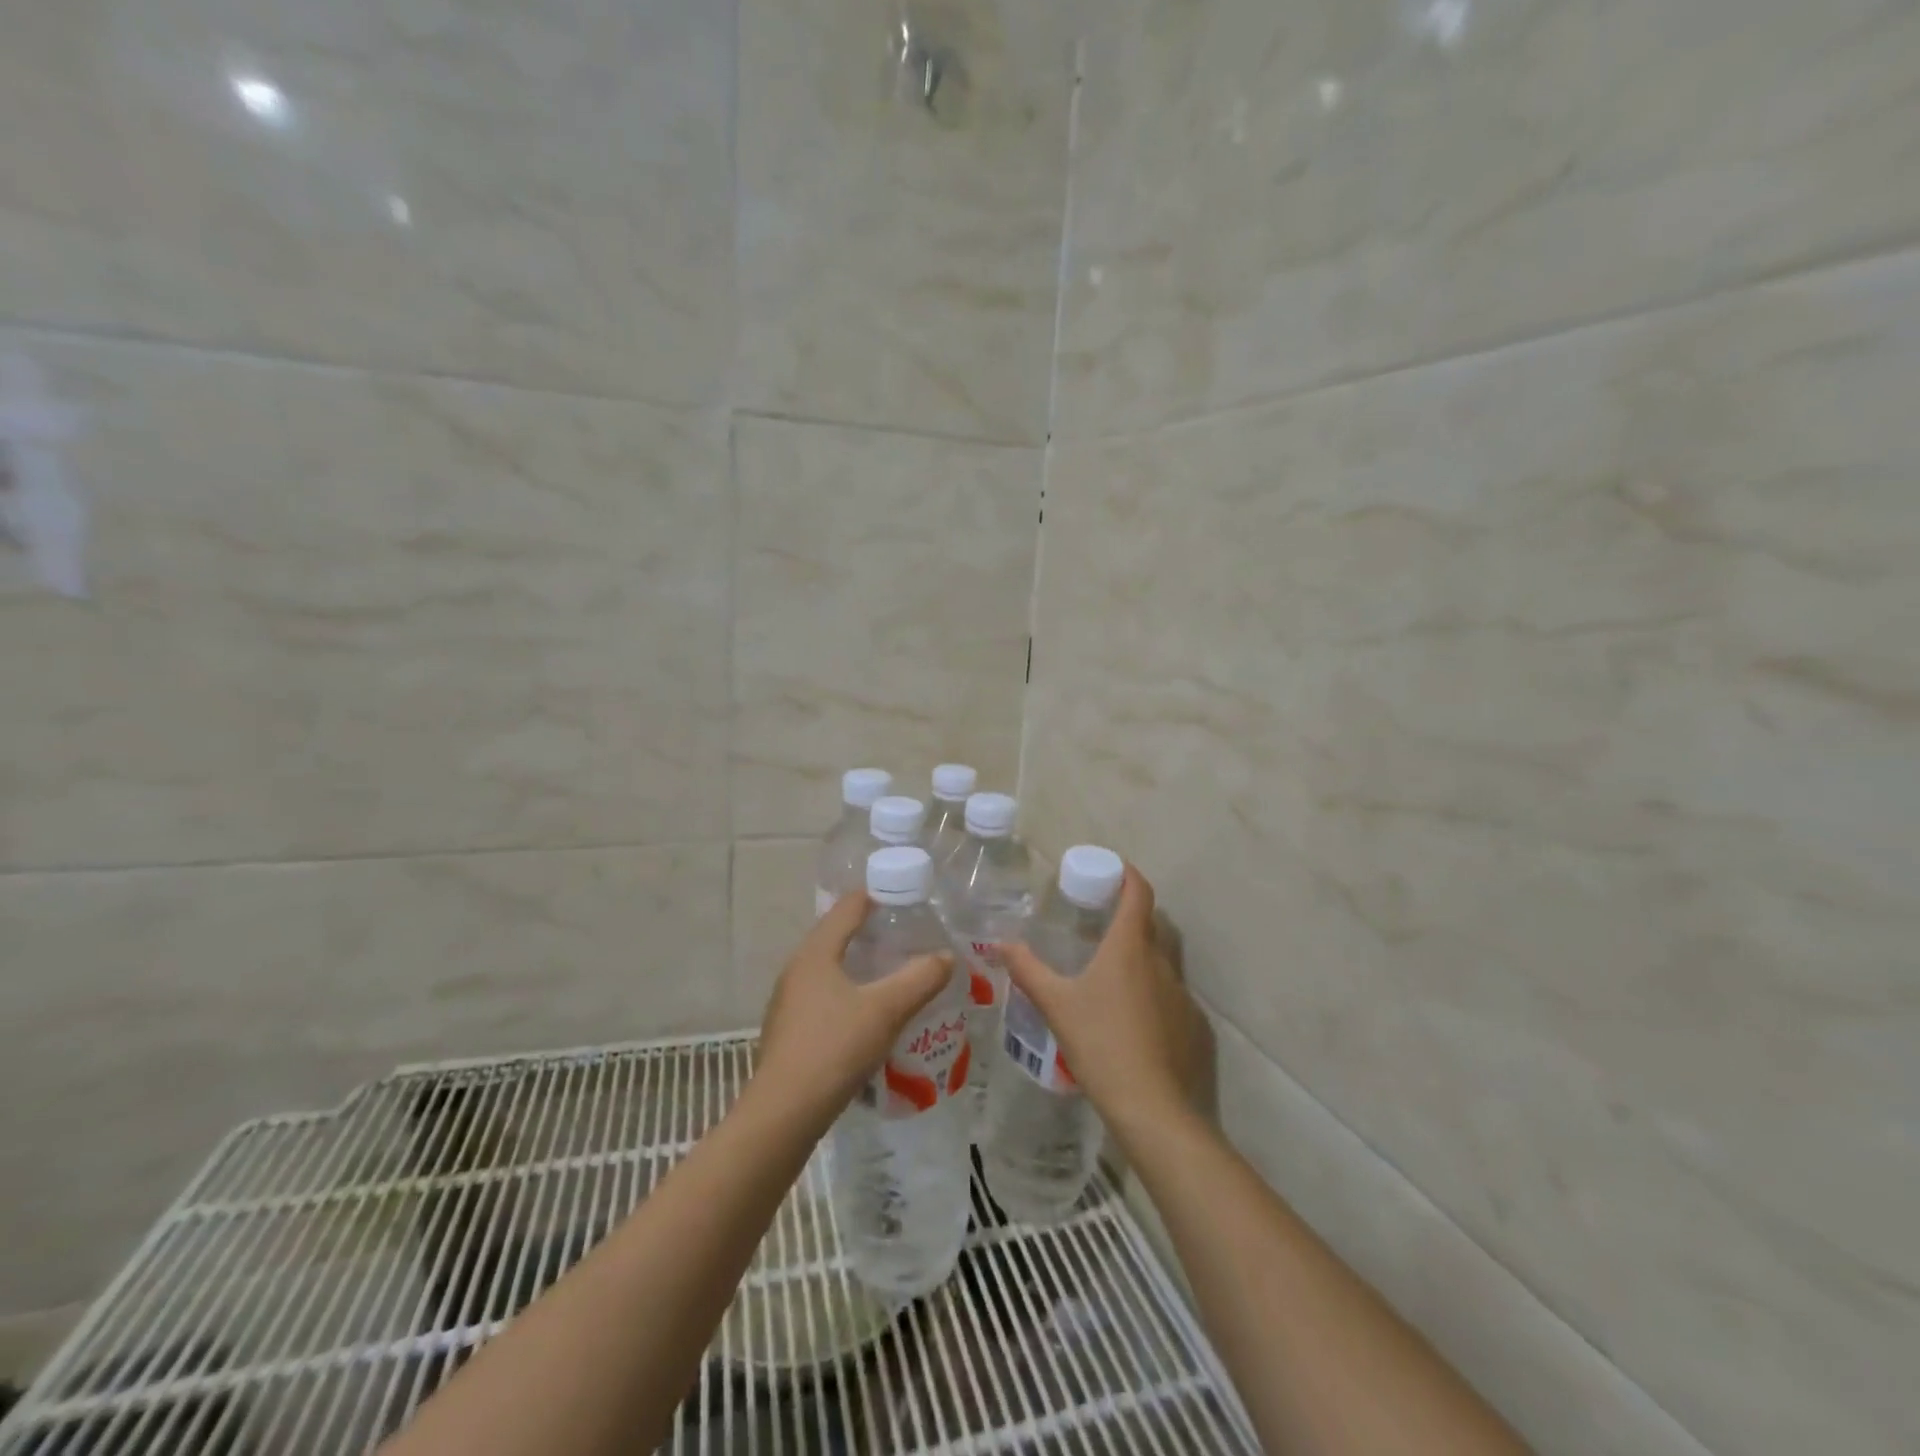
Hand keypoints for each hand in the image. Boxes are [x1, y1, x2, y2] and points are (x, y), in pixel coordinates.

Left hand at [755, 891, 954, 1119]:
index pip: (847, 908)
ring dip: (859, 965)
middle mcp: (797, 969)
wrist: (785, 1112)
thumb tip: (946, 956)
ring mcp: (788, 1001)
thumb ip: (920, 978)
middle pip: (836, 936)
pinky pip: (823, 996)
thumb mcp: (886, 1009)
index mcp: (815, 952)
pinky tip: (868, 1013)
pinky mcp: (789, 1030)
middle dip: (870, 932)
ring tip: (893, 973)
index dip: (877, 896)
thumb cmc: (834, 1047)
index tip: (907, 898)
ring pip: (829, 969)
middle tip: (907, 936)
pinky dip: (848, 992)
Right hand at [998, 865, 1206, 1136]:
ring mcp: (1182, 994)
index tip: (1114, 870)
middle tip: (1103, 922)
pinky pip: (1172, 997)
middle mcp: (1162, 962)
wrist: (1153, 1108)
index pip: (1139, 893)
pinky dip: (1154, 995)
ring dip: (1142, 957)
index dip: (1129, 875)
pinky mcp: (1194, 1026)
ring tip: (1113, 975)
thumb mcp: (1056, 1006)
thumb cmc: (1101, 1044)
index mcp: (1130, 947)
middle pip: (1153, 924)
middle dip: (1133, 915)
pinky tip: (1133, 1021)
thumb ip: (1028, 970)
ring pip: (1163, 962)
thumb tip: (1001, 944)